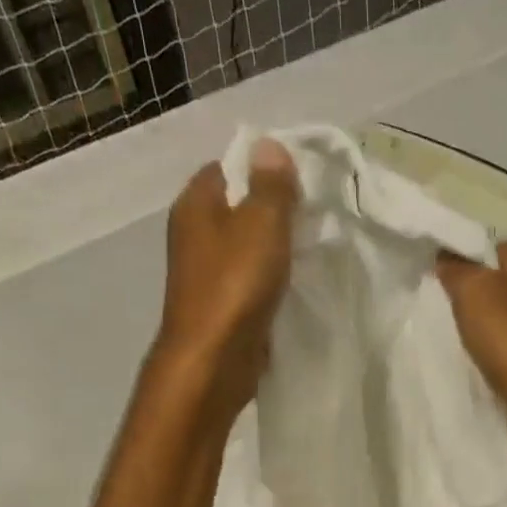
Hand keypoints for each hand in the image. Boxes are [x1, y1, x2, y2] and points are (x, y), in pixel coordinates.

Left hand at [154, 140, 299, 421]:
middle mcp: (194, 235)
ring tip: (310, 251)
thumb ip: (271, 185)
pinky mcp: (220, 307)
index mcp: (195, 204)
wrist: (213, 361)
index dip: (263, 169)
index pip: (228, 167)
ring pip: (246, 249)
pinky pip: (250, 282)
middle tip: (313, 218)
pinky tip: (296, 287)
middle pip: (239, 209)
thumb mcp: (261, 224)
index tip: (300, 183)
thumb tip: (269, 146)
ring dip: (274, 251)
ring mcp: (205, 274)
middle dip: (274, 212)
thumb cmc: (234, 285)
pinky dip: (270, 282)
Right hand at [436, 241, 506, 448]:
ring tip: (461, 339)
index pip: (494, 248)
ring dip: (486, 326)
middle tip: (447, 310)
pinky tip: (482, 361)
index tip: (441, 280)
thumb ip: (456, 269)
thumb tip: (446, 255)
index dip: (466, 259)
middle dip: (475, 295)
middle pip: (502, 283)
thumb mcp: (472, 292)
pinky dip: (498, 351)